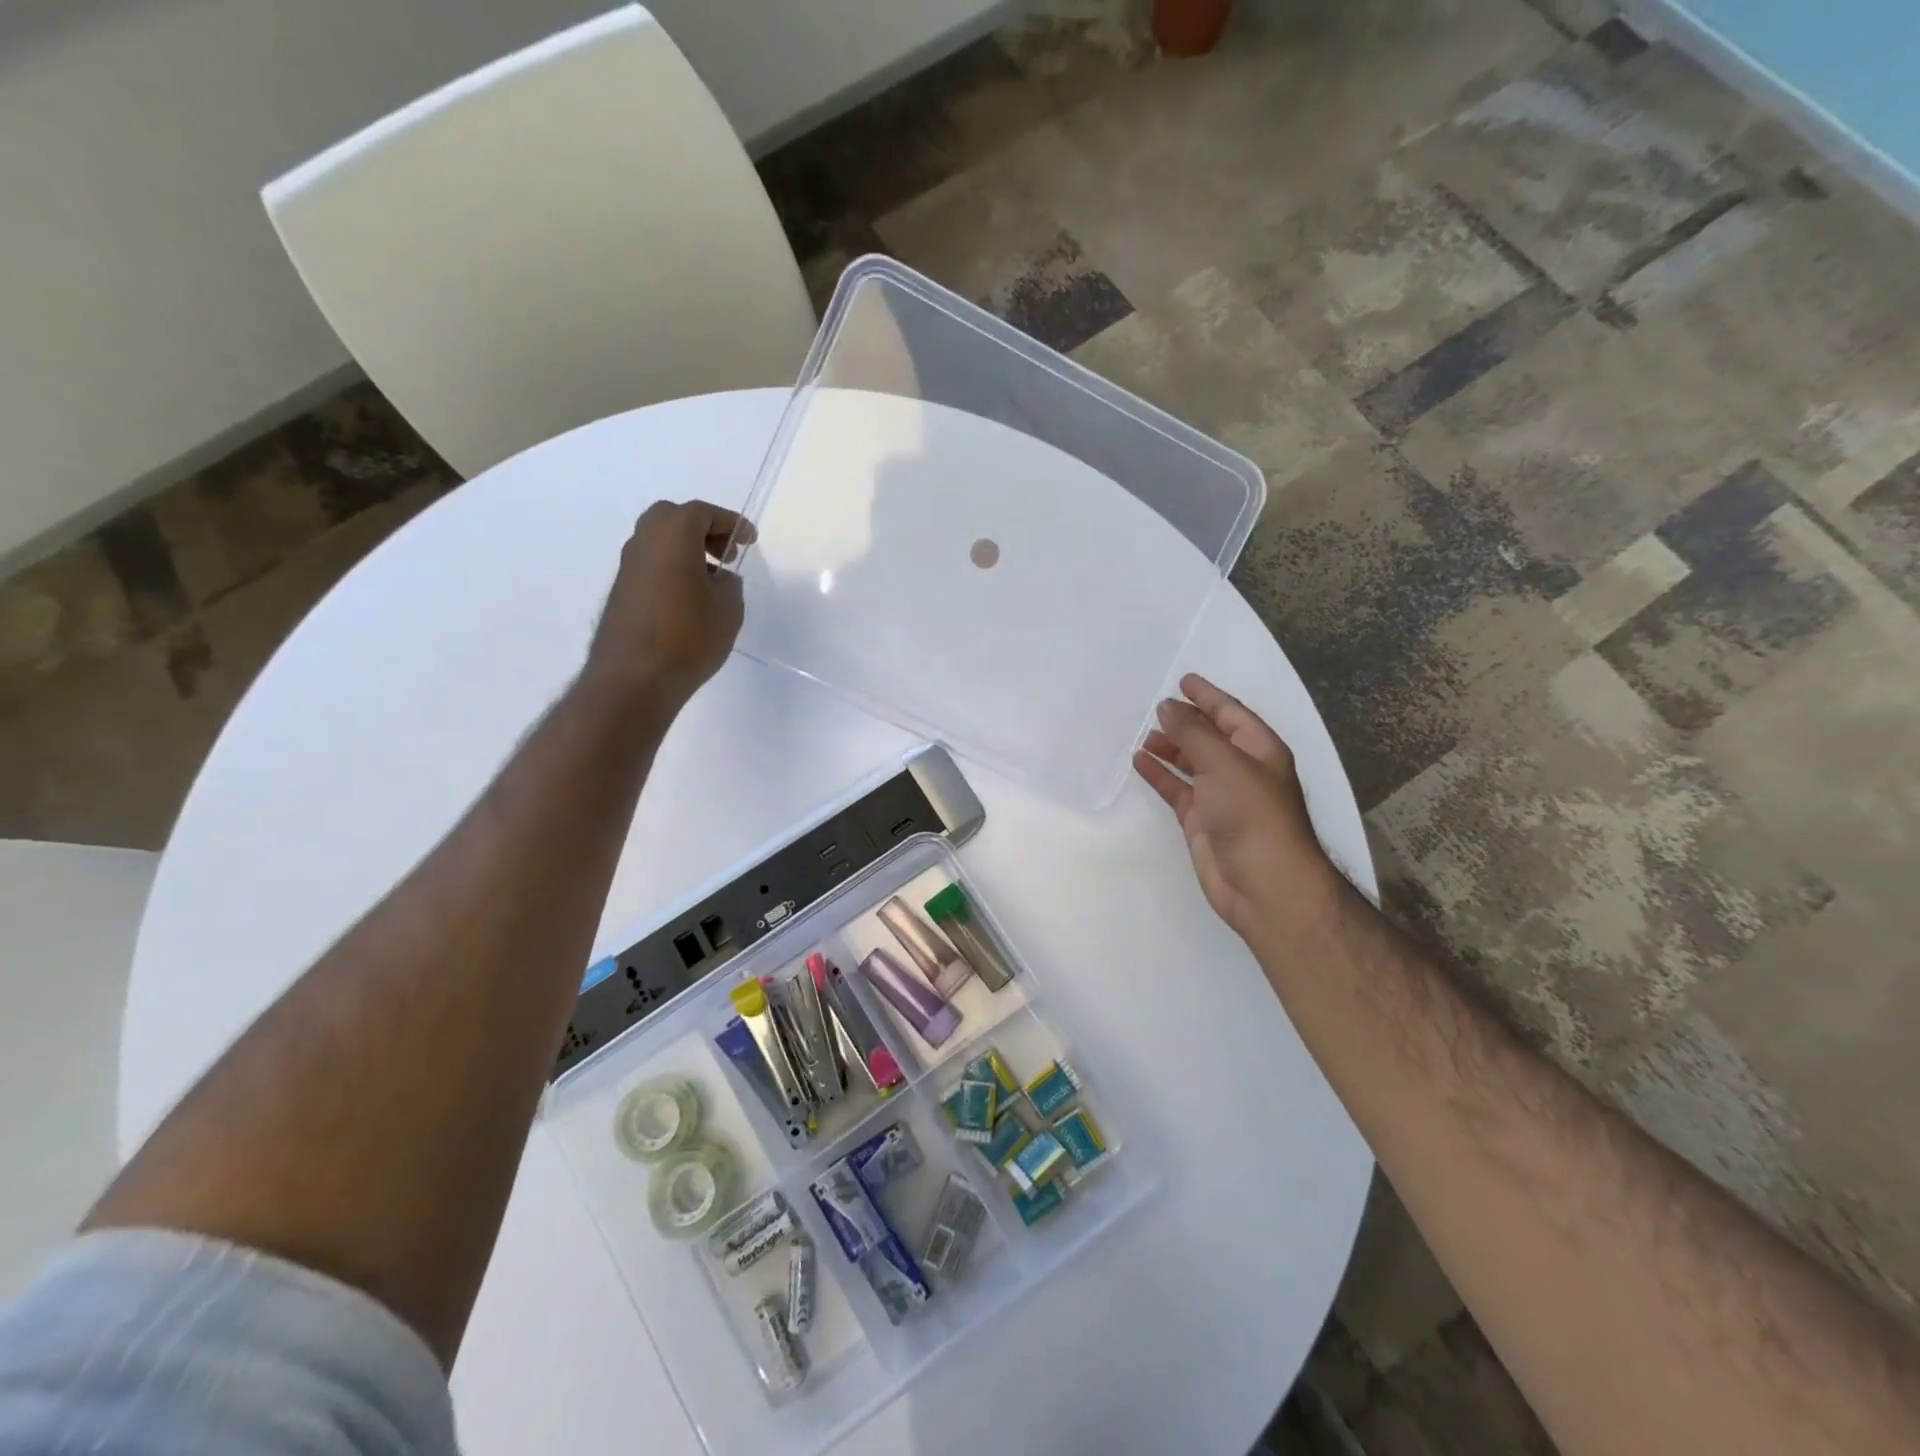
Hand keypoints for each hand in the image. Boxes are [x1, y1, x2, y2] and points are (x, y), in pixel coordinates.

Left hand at [585, 500, 751, 710]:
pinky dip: (672, 568)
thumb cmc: (689, 636)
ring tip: (712, 579)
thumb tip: (718, 578)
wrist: (634, 678)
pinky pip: (651, 565)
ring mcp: (628, 567)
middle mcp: (644, 542)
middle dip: (703, 529)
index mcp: (673, 535)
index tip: (749, 540)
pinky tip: (690, 598)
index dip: (730, 522)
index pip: (702, 513)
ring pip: (659, 541)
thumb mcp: (728, 608)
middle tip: (726, 553)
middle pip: (673, 518)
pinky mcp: (622, 592)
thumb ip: (729, 584)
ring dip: (686, 550)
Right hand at [1133, 674, 1343, 942]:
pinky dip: (1160, 775)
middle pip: (1210, 737)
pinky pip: (1177, 790)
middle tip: (1154, 708)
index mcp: (1260, 749)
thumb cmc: (1252, 815)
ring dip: (1170, 747)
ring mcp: (1221, 797)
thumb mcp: (1224, 763)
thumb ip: (1192, 732)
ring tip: (1143, 734)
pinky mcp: (1201, 821)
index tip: (1183, 680)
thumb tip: (1166, 706)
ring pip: (1191, 763)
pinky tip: (1140, 762)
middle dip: (1185, 721)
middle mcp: (1242, 770)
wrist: (1263, 884)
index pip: (1230, 713)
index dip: (1207, 695)